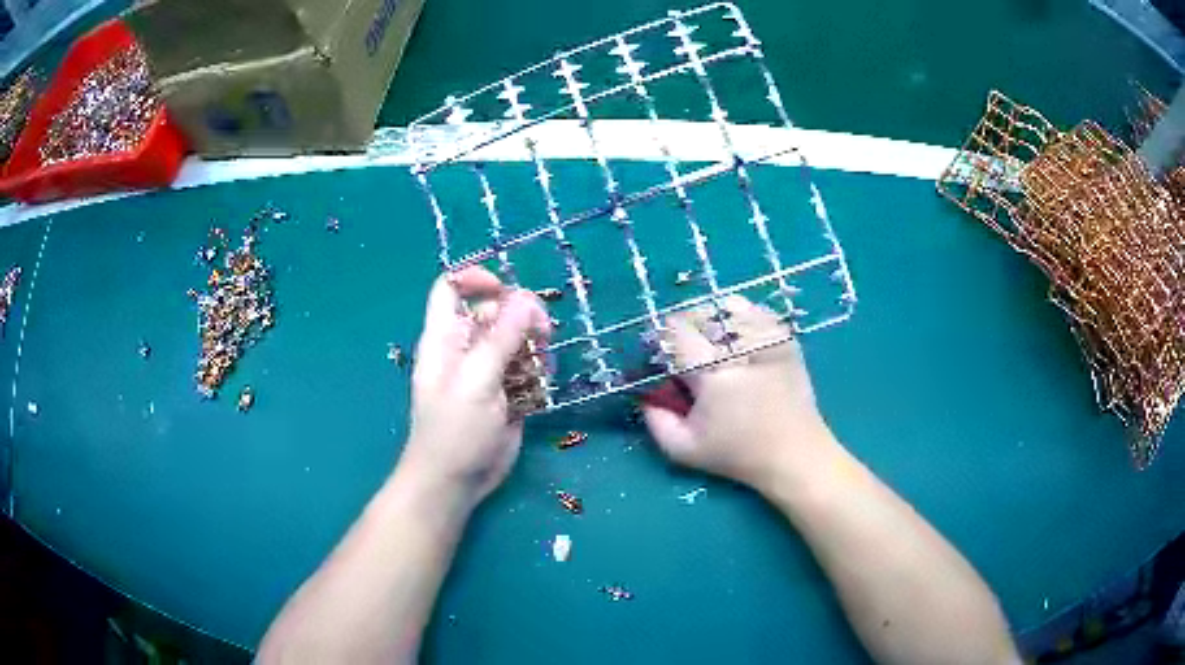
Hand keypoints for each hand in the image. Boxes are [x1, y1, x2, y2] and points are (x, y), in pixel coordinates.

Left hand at [399, 267, 549, 506]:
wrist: (456, 481)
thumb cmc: (454, 429)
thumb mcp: (476, 379)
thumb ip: (502, 337)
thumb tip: (528, 299)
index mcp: (445, 337)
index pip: (452, 288)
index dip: (476, 279)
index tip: (507, 289)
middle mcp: (465, 348)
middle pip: (495, 311)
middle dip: (520, 314)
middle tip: (543, 332)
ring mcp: (487, 370)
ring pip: (516, 338)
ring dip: (534, 343)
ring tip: (543, 362)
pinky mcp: (506, 392)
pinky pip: (526, 366)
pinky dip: (538, 369)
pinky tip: (543, 383)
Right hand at [642, 296, 834, 488]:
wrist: (794, 453)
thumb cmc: (737, 454)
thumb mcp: (683, 449)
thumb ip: (654, 421)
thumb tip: (644, 393)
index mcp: (712, 372)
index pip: (676, 329)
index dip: (663, 339)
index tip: (665, 357)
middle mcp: (740, 347)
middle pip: (700, 313)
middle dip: (687, 329)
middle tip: (688, 354)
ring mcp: (767, 339)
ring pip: (729, 306)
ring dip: (714, 321)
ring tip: (716, 345)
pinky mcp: (785, 339)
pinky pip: (756, 312)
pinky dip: (742, 319)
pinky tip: (740, 341)